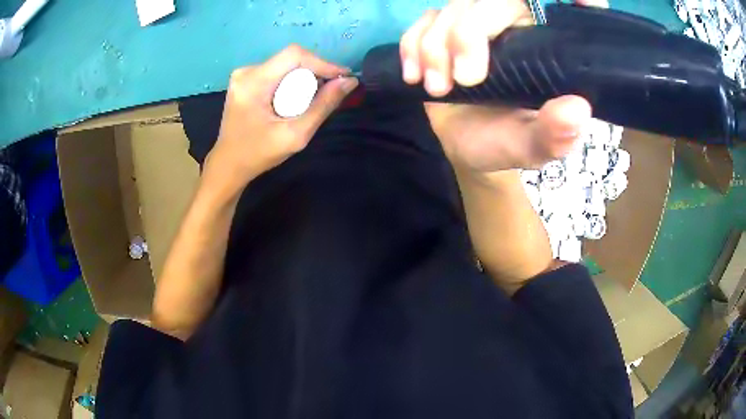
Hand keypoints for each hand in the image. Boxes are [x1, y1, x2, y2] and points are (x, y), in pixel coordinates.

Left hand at [204, 45, 358, 195]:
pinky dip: (292, 82)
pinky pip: (278, 71)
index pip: (294, 55)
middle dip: (315, 72)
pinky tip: (296, 98)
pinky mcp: (246, 79)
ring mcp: (244, 74)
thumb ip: (323, 106)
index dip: (322, 63)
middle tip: (330, 92)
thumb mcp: (295, 135)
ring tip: (315, 98)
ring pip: (286, 64)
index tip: (343, 78)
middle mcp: (247, 71)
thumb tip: (350, 82)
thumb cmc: (259, 154)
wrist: (229, 164)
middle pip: (291, 58)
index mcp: (253, 82)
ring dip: (305, 77)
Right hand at [400, 0, 606, 172]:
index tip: (574, 2)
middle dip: (466, 35)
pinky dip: (412, 45)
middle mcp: (511, 27)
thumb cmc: (503, 144)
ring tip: (437, 89)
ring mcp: (473, 26)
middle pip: (486, 2)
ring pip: (450, 10)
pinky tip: (415, 75)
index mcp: (542, 48)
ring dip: (434, 47)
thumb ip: (553, 135)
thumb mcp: (531, 148)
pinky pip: (422, 22)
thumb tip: (577, 109)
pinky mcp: (441, 32)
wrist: (466, 146)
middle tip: (462, 81)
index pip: (547, 8)